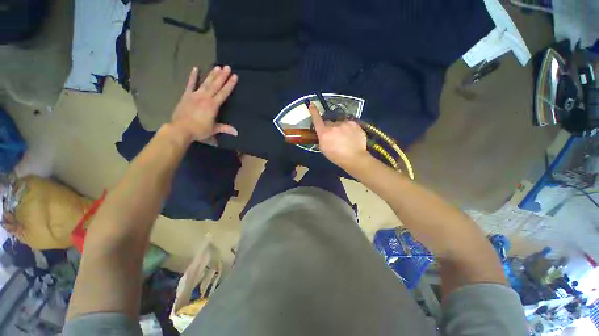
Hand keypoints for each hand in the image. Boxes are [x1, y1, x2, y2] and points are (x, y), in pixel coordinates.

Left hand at [171, 66, 237, 141]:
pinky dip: (192, 76)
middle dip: (222, 76)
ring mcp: (195, 95)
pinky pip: (190, 84)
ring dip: (212, 75)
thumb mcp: (213, 130)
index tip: (234, 76)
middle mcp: (205, 97)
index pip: (223, 93)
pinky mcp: (186, 95)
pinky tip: (195, 68)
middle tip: (227, 67)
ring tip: (217, 67)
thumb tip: (236, 132)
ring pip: (205, 83)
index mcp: (213, 105)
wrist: (180, 129)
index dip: (230, 84)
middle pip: (215, 85)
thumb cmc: (199, 130)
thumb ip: (225, 128)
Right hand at [309, 103, 370, 170]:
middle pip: (329, 122)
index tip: (312, 104)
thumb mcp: (324, 149)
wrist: (354, 158)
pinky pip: (348, 123)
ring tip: (345, 137)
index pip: (317, 120)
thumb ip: (322, 138)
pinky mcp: (354, 123)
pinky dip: (348, 128)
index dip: (313, 112)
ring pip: (339, 122)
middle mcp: (333, 126)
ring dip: (340, 127)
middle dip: (330, 127)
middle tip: (334, 136)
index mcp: (324, 133)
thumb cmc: (336, 156)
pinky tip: (351, 136)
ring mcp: (344, 123)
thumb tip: (323, 133)